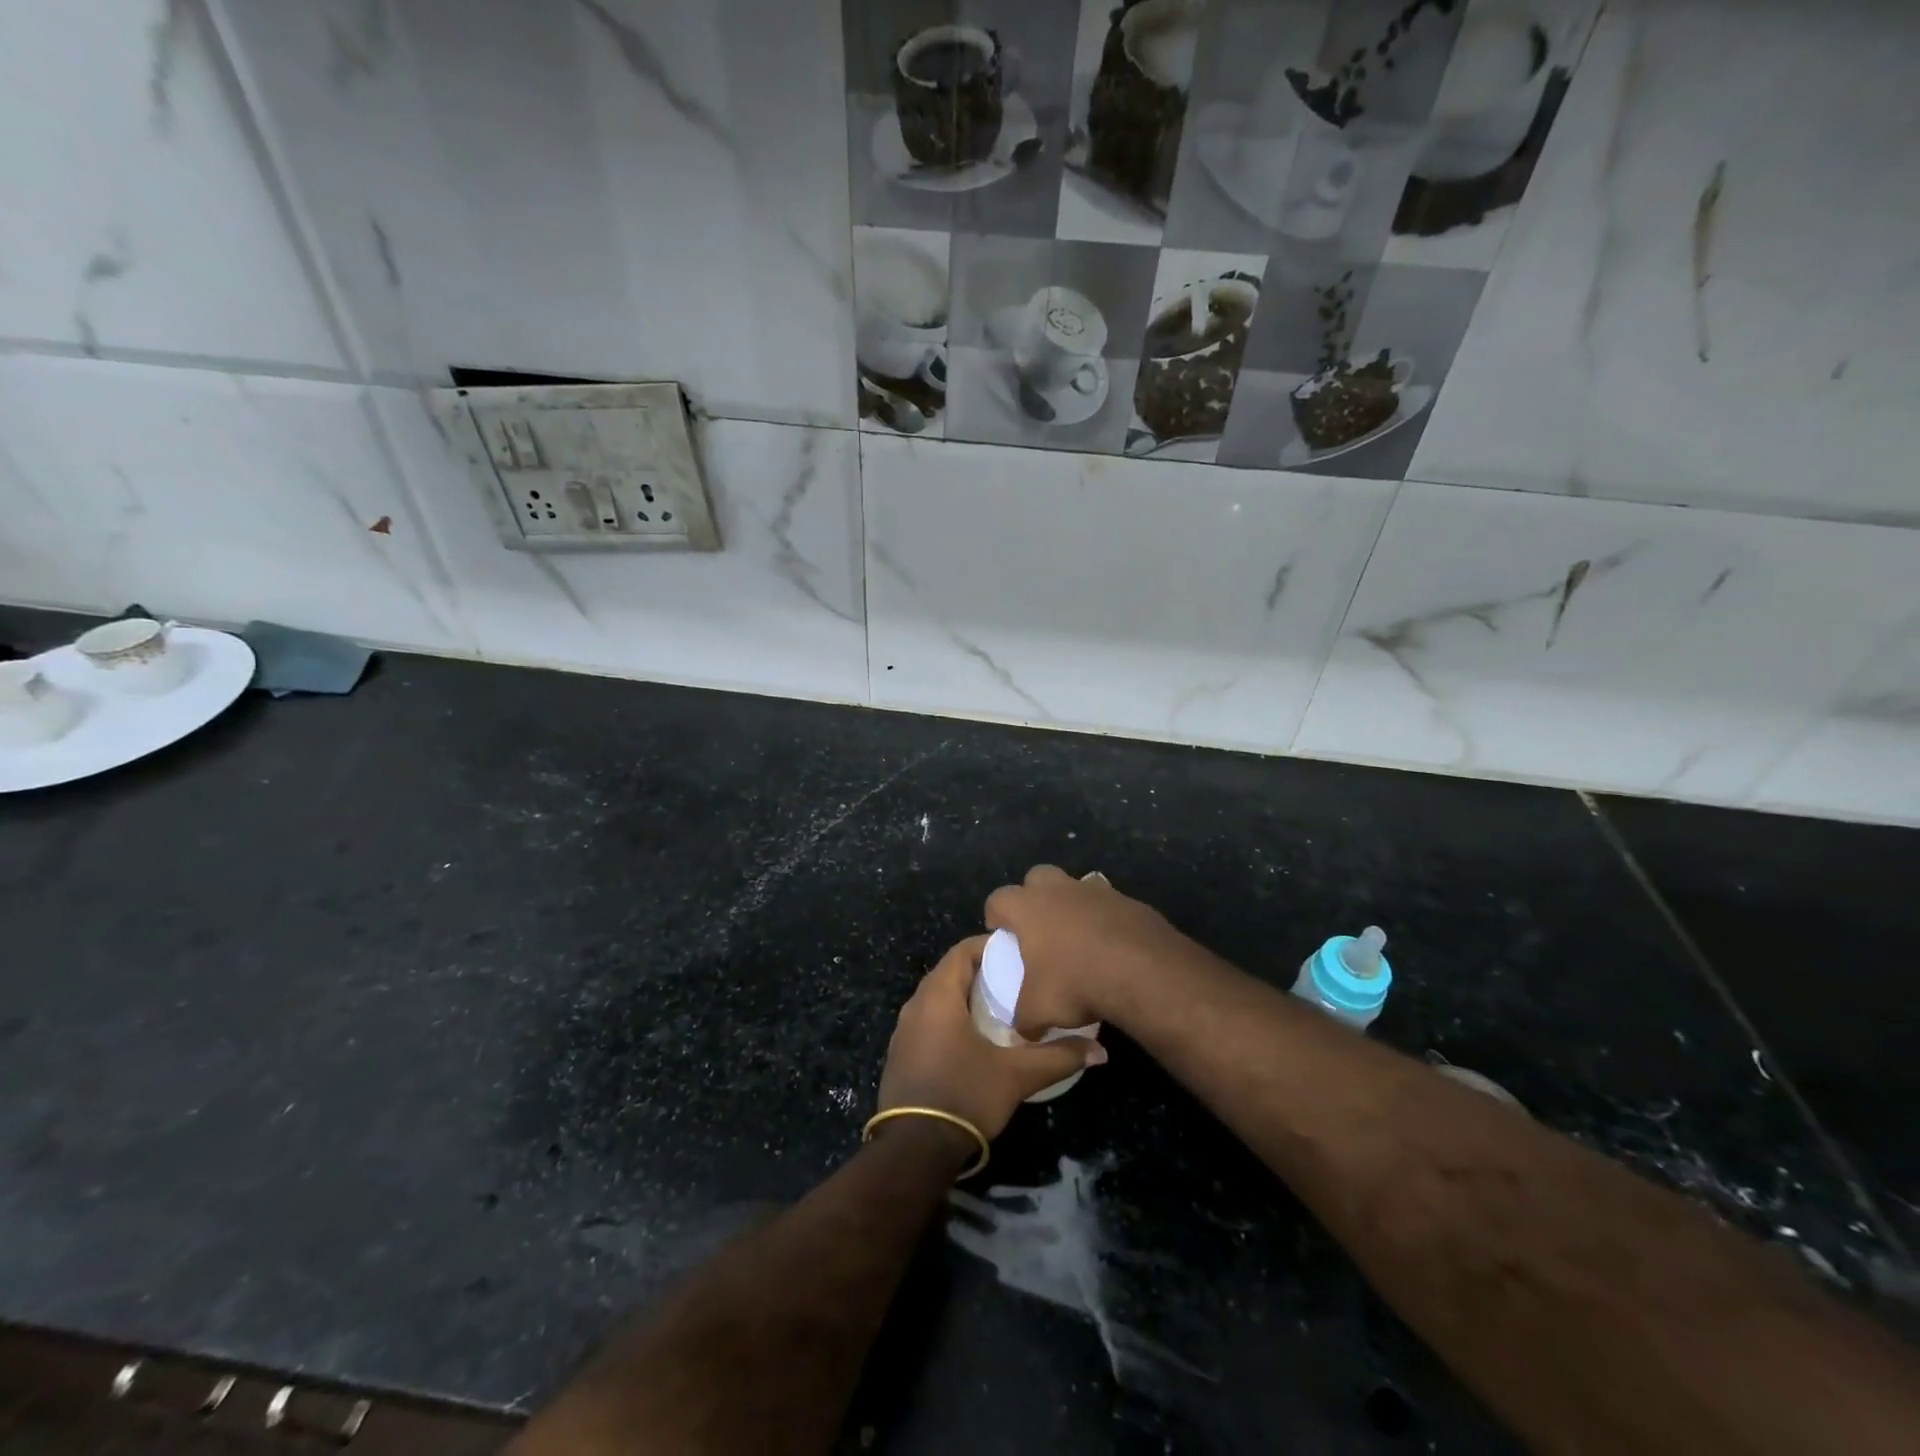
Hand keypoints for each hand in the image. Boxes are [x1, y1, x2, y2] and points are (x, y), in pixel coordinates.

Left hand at [878, 936, 1105, 1142]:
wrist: (914, 1150)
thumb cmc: (964, 1096)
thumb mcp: (1017, 1076)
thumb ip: (1058, 1058)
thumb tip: (1099, 1051)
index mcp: (938, 996)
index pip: (962, 951)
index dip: (989, 946)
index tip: (1017, 953)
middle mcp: (916, 1005)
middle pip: (949, 973)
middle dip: (981, 972)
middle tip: (1015, 980)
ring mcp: (904, 1031)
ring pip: (937, 999)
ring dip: (965, 998)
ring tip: (1000, 1008)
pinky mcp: (901, 1055)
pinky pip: (928, 1022)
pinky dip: (950, 1019)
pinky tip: (974, 1039)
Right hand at [984, 865, 1190, 1034]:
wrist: (1144, 972)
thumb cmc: (1077, 983)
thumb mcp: (1039, 1011)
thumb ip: (1024, 1019)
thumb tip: (1023, 1029)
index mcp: (1028, 907)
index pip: (998, 899)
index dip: (995, 915)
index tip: (1000, 935)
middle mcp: (1059, 889)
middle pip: (1037, 877)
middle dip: (1033, 896)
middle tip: (1038, 928)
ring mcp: (1097, 891)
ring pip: (1076, 886)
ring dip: (1073, 905)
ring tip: (1078, 939)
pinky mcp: (1129, 901)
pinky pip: (1109, 904)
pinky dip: (1106, 920)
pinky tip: (1112, 947)